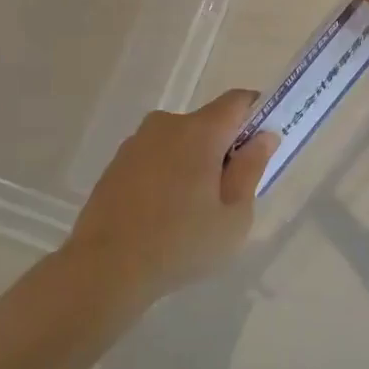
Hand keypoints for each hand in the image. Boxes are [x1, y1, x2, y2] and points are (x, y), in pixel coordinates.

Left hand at [62, 89, 277, 300]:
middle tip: (228, 194)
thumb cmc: (181, 243)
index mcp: (199, 131)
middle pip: (208, 123)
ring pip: (180, 141)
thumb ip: (251, 169)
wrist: (104, 268)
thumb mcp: (233, 216)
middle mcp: (166, 124)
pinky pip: (155, 157)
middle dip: (224, 148)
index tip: (262, 145)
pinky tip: (163, 214)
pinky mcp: (117, 163)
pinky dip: (167, 174)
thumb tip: (264, 137)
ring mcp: (137, 142)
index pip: (238, 101)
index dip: (257, 115)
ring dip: (193, 162)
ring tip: (191, 211)